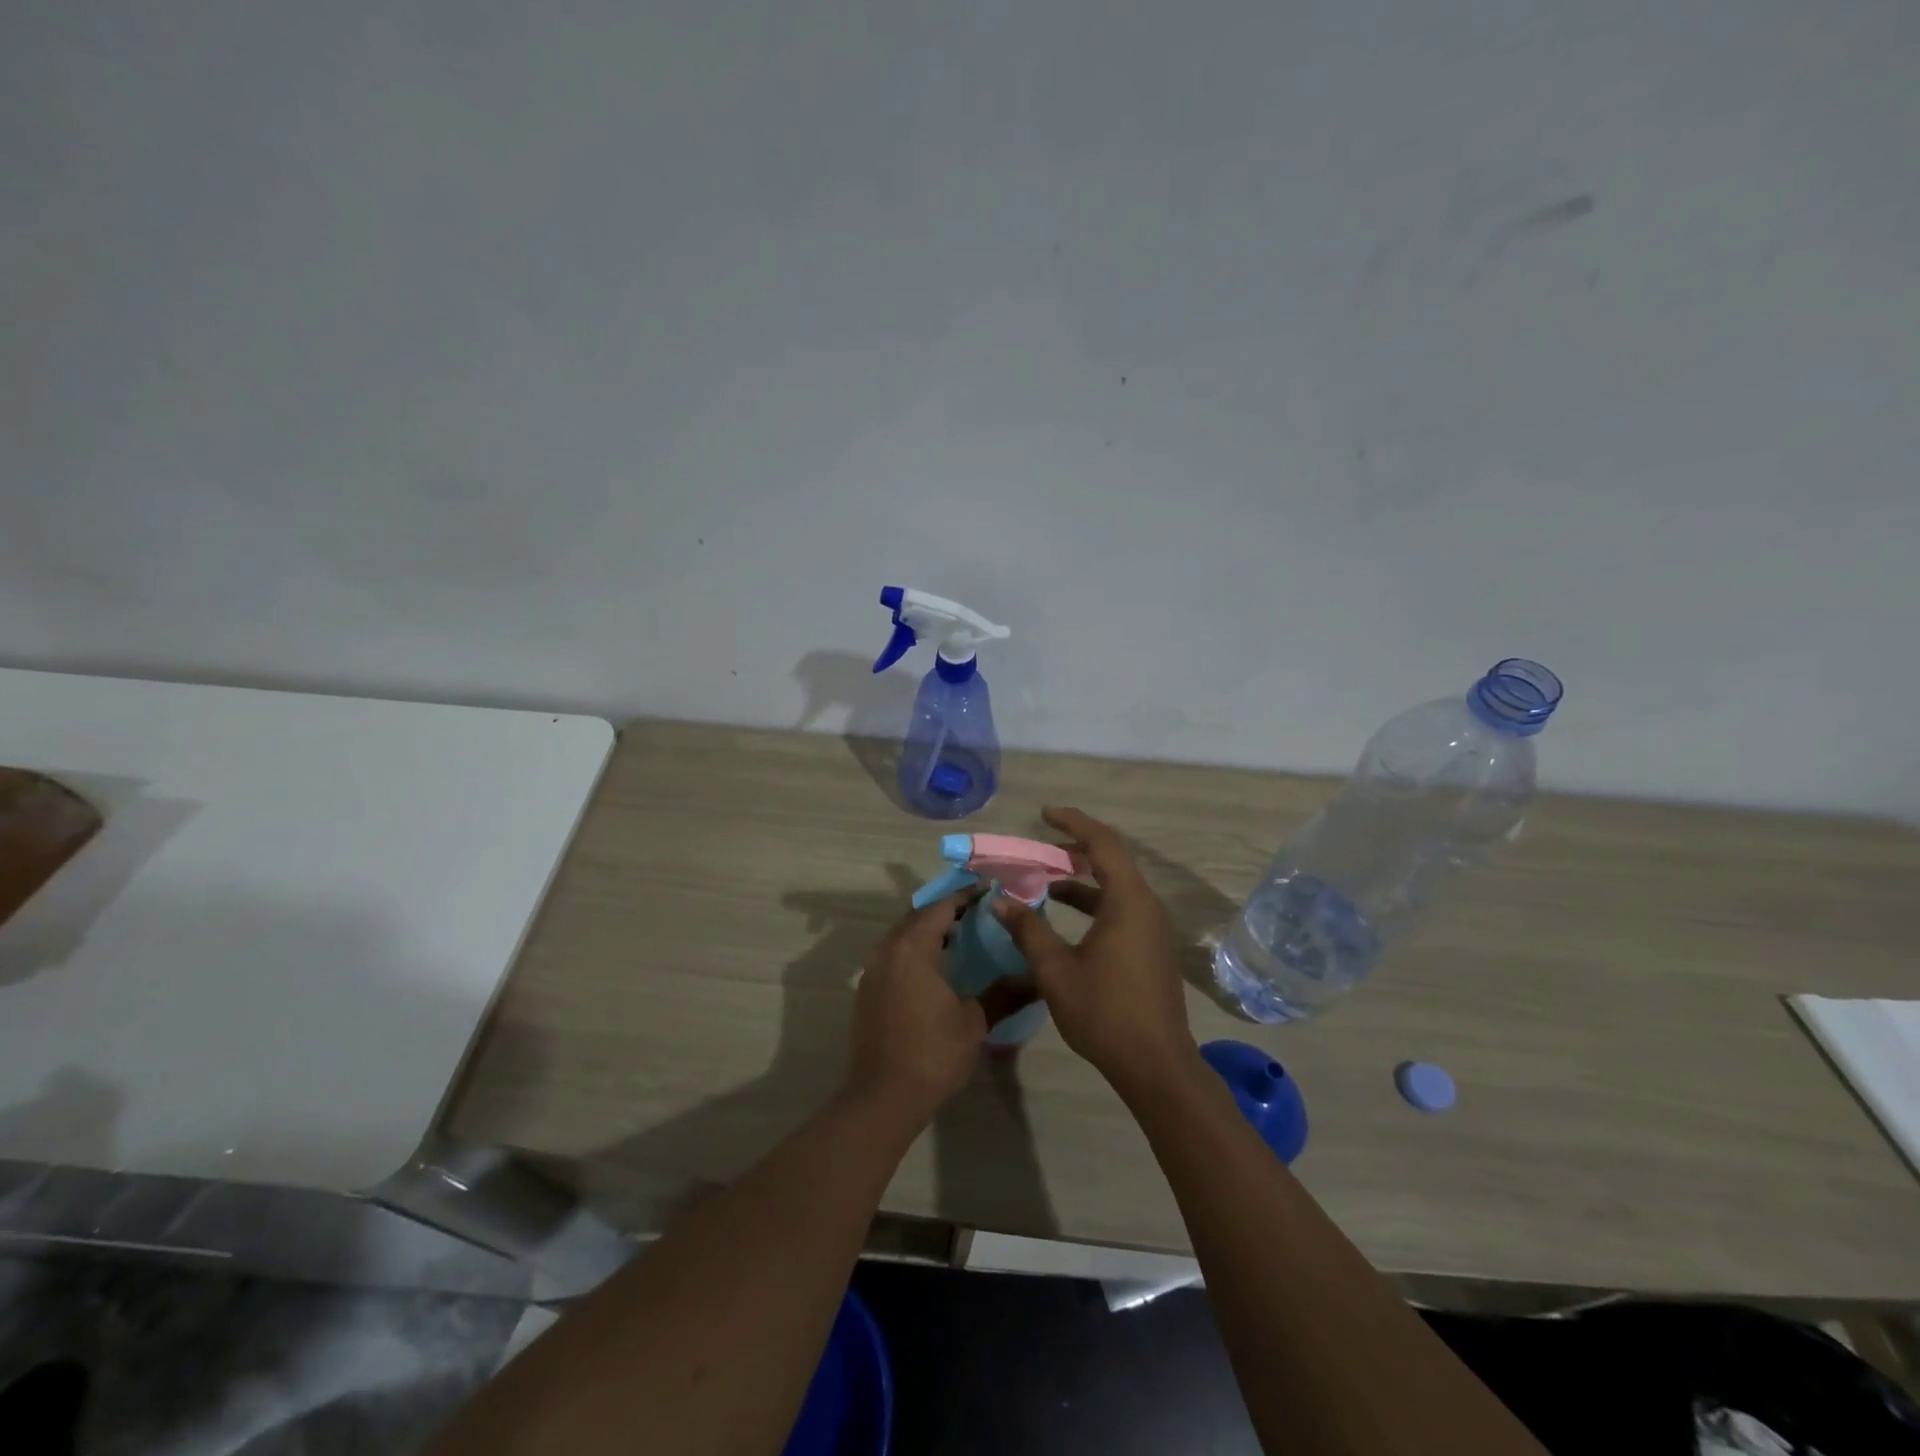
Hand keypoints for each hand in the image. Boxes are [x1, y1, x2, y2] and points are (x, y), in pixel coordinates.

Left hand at [845, 892, 1007, 1126]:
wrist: (882, 1097)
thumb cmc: (932, 1053)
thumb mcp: (974, 1022)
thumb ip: (1004, 993)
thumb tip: (1037, 980)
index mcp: (913, 947)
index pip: (942, 906)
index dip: (967, 896)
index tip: (992, 893)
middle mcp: (888, 949)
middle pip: (919, 916)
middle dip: (948, 910)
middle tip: (980, 914)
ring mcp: (873, 970)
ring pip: (903, 935)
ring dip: (930, 930)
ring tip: (963, 938)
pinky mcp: (868, 990)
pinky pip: (894, 954)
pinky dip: (915, 950)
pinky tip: (937, 969)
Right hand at [993, 807, 1194, 1090]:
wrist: (1156, 1064)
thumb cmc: (1105, 1012)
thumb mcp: (1056, 970)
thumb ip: (1028, 930)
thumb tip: (1000, 901)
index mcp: (1128, 901)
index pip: (1103, 844)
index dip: (1073, 823)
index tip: (1045, 814)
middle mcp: (1146, 906)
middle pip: (1112, 861)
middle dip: (1074, 850)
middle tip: (1039, 846)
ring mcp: (1152, 928)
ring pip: (1116, 886)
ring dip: (1082, 879)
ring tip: (1045, 878)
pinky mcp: (1151, 947)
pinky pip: (1121, 907)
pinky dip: (1093, 901)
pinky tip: (1065, 916)